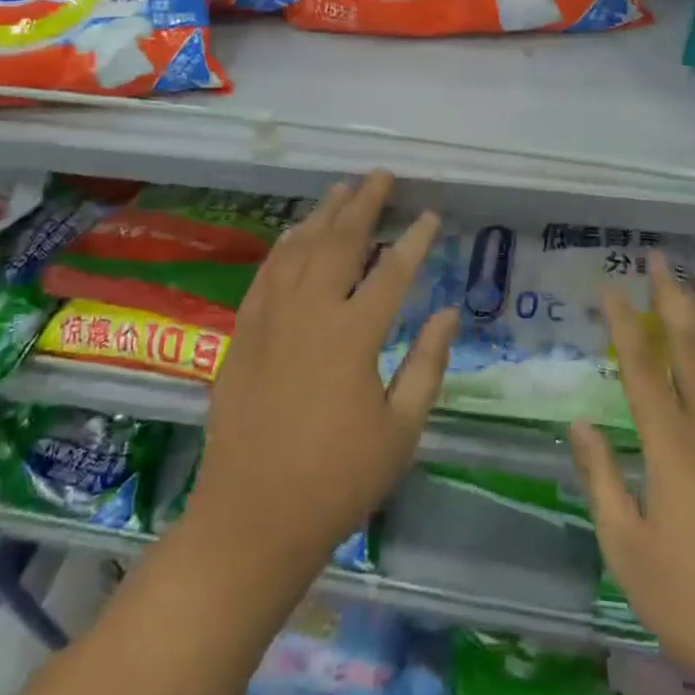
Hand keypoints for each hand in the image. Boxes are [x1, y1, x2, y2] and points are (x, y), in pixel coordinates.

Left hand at [187, 171, 457, 571]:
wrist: (252, 518)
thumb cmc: (338, 481)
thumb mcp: (401, 430)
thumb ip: (427, 364)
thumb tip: (450, 312)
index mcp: (353, 336)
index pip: (392, 271)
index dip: (415, 240)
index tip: (431, 215)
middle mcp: (310, 313)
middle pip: (340, 241)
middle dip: (364, 204)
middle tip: (382, 176)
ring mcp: (271, 318)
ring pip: (299, 247)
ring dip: (323, 214)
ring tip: (343, 189)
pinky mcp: (244, 332)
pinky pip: (267, 272)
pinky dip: (285, 245)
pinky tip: (295, 232)